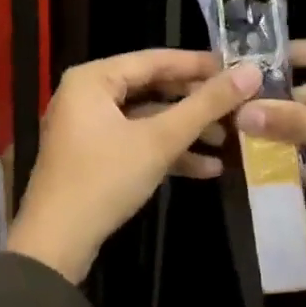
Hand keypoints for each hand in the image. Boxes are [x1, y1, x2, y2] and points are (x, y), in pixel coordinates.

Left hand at [8, 49, 262, 282]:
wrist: (54, 246)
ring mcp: (88, 127)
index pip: (155, 59)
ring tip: (229, 141)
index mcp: (93, 78)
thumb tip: (251, 72)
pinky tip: (206, 169)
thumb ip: (205, 105)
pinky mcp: (93, 156)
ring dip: (186, 131)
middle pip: (152, 88)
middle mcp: (87, 94)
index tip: (239, 69)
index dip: (199, 64)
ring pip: (146, 118)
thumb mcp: (159, 140)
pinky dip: (166, 152)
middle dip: (195, 103)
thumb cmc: (104, 179)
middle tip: (238, 106)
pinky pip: (135, 142)